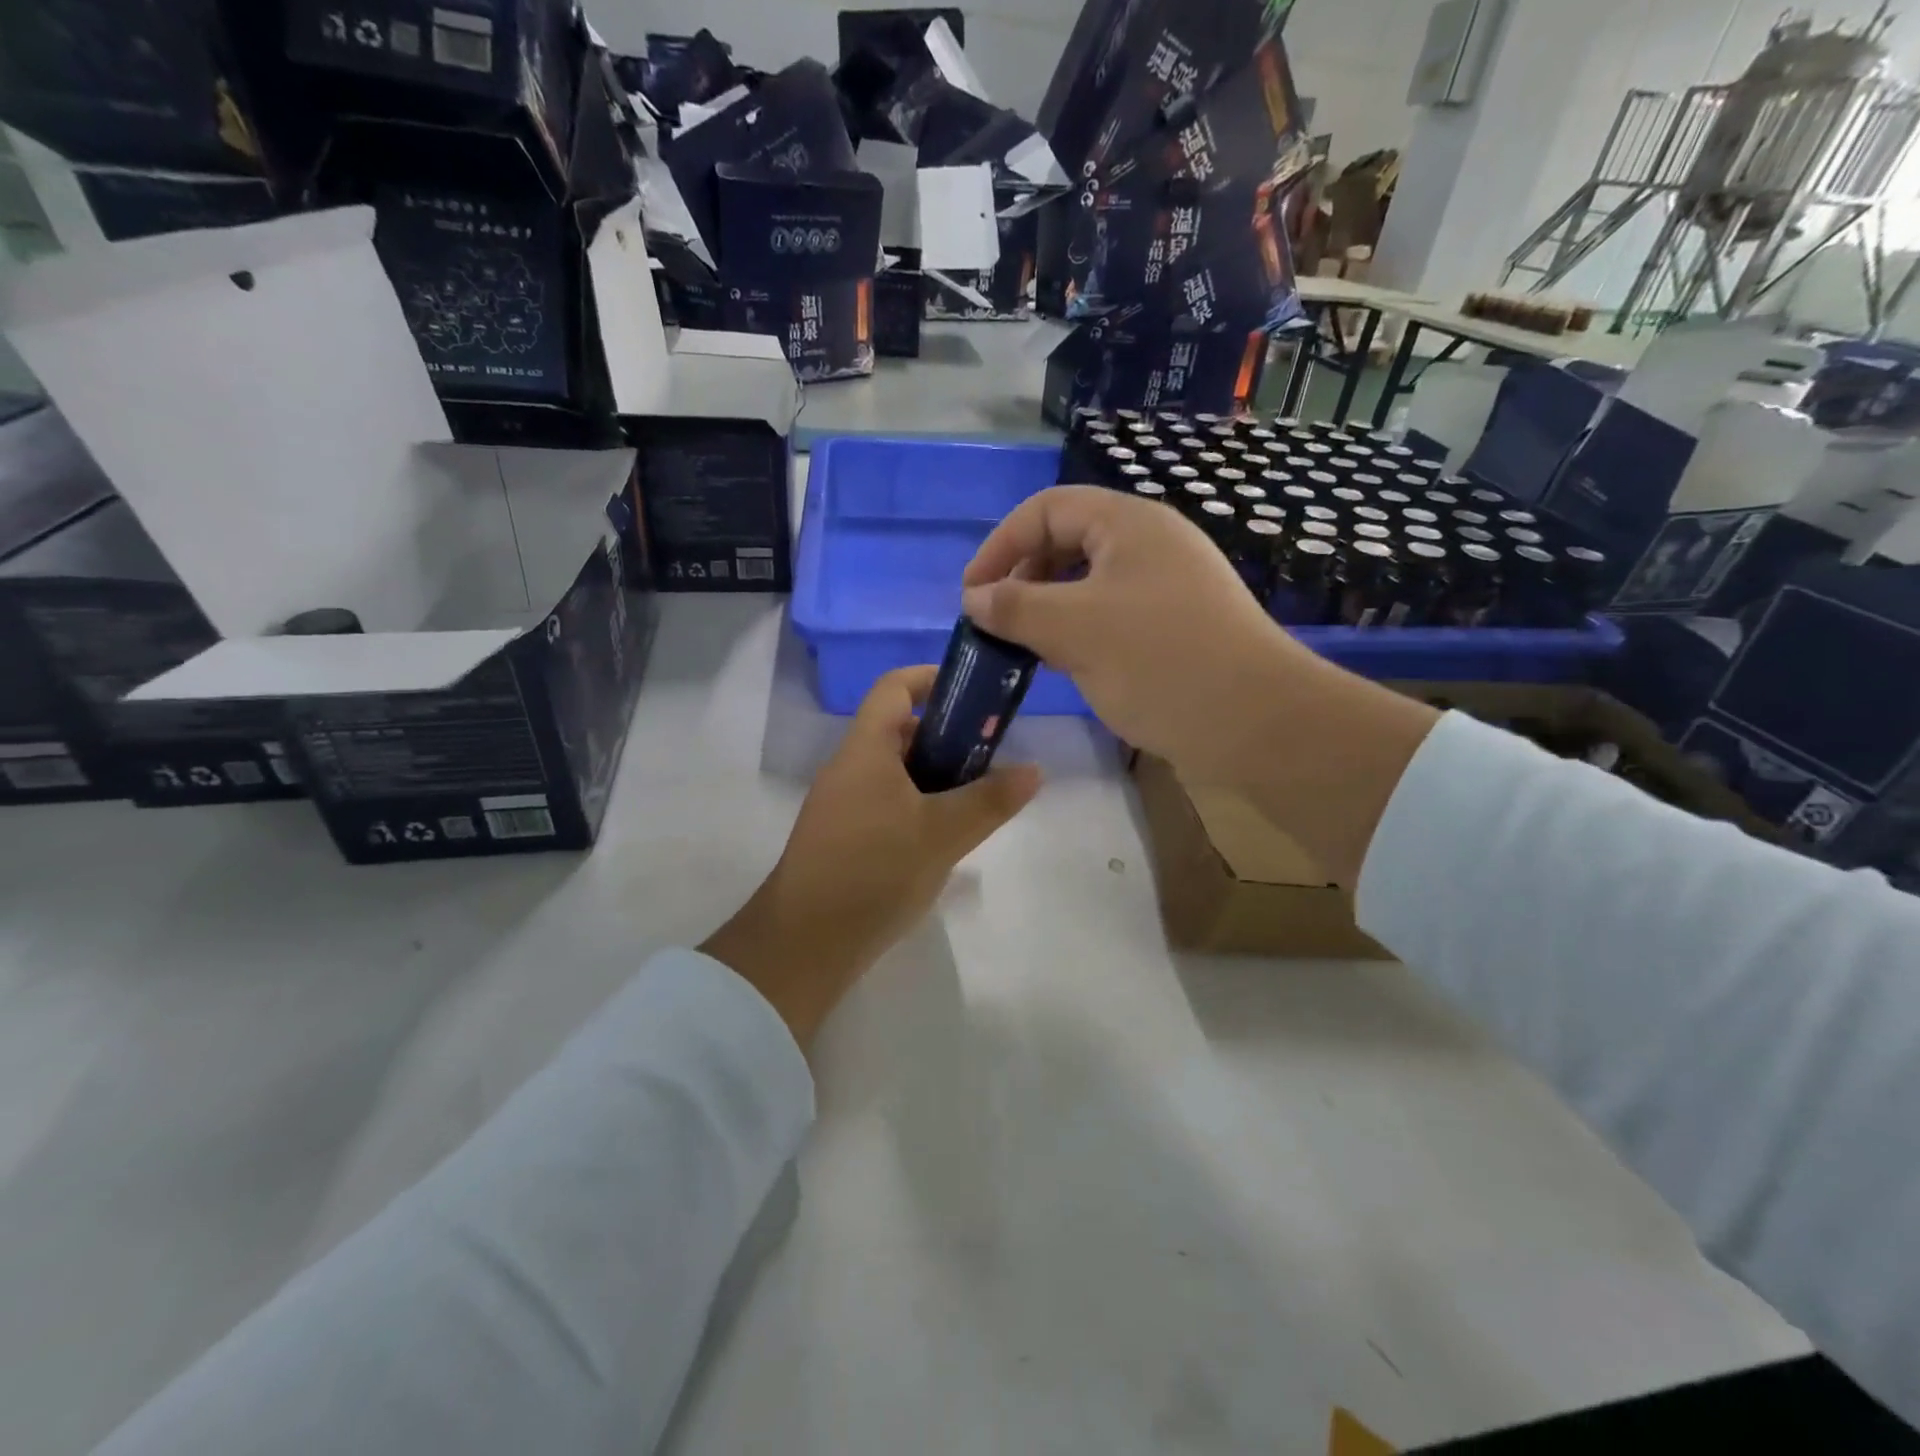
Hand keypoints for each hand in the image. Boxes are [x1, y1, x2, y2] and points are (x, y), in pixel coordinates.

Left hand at [702, 666, 1040, 1047]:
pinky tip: (945, 835)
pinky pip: (886, 800)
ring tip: (977, 797)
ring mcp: (842, 803)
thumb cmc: (874, 872)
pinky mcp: (843, 835)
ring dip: (936, 773)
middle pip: (899, 729)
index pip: (895, 687)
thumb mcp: (943, 834)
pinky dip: (918, 802)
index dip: (932, 678)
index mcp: (866, 749)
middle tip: (991, 756)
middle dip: (947, 734)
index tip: (975, 692)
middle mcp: (849, 767)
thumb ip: (990, 800)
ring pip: (895, 769)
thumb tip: (1034, 769)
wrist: (807, 943)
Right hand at [961, 485, 1314, 783]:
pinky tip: (1064, 665)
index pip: (1047, 510)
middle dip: (1024, 578)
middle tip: (998, 623)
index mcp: (1129, 524)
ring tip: (1024, 647)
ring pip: (1089, 584)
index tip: (971, 595)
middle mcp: (1150, 545)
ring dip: (1049, 610)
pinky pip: (1112, 615)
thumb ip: (1016, 607)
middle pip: (1068, 542)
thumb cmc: (1160, 662)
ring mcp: (1168, 587)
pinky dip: (1079, 632)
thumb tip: (974, 598)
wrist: (1257, 722)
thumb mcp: (1074, 630)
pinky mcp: (1176, 627)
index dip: (1001, 545)